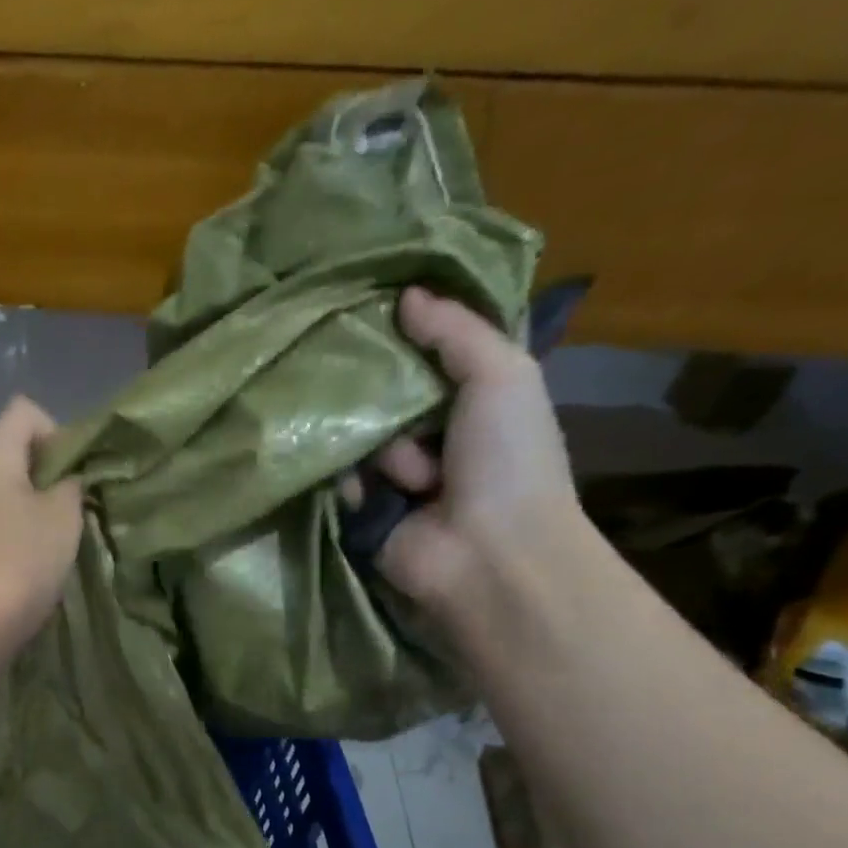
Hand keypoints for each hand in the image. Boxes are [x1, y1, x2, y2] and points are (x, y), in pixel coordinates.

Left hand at [0, 397, 83, 636]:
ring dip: (22, 507)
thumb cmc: (26, 557)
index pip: (22, 412)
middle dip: (41, 475)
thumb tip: (64, 482)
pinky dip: (4, 532)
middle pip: (7, 454)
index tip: (70, 472)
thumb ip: (71, 485)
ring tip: (44, 542)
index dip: (54, 431)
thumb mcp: (65, 515)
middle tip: (65, 510)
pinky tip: (20, 564)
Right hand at [364, 288, 582, 610]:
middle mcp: (432, 433)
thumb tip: (405, 294)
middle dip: (380, 390)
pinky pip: (340, 478)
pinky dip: (349, 479)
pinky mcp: (363, 509)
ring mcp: (395, 475)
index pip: (427, 355)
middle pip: (385, 393)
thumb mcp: (501, 375)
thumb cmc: (507, 459)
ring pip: (359, 435)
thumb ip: (455, 331)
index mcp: (473, 399)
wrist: (487, 553)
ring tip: (407, 469)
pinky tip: (368, 488)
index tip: (368, 307)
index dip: (404, 334)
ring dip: (376, 444)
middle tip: (374, 388)